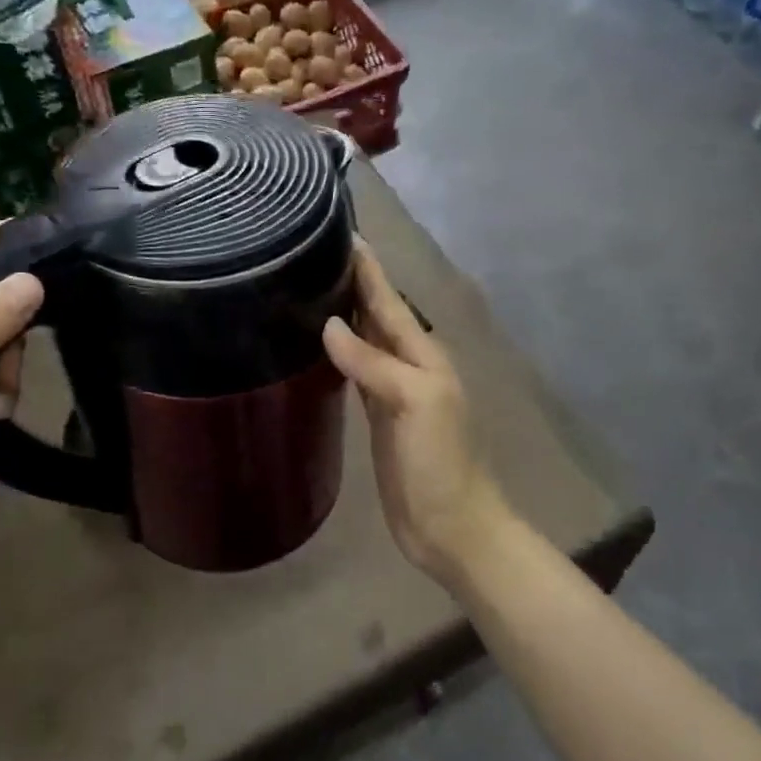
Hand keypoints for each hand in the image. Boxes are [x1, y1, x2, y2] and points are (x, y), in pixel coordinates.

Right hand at [322, 243, 511, 580]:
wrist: (452, 528)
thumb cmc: (441, 463)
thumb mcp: (416, 404)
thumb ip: (375, 363)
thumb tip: (329, 325)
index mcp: (421, 355)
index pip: (388, 301)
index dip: (367, 269)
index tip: (339, 233)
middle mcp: (406, 365)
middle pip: (374, 315)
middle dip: (350, 283)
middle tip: (311, 253)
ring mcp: (390, 392)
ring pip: (362, 341)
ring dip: (342, 314)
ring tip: (308, 288)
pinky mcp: (375, 418)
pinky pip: (353, 374)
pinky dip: (337, 354)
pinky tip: (317, 345)